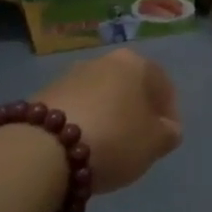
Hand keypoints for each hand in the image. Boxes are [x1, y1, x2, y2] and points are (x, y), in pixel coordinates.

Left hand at [37, 50, 181, 193]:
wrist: (42, 150)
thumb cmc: (113, 139)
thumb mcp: (155, 143)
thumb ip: (168, 134)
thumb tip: (167, 129)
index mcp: (135, 63)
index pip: (163, 84)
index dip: (169, 113)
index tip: (166, 138)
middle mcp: (103, 61)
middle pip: (129, 87)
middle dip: (136, 112)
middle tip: (138, 142)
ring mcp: (70, 75)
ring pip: (100, 97)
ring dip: (108, 117)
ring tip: (107, 149)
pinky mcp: (43, 95)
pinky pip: (75, 110)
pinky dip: (83, 125)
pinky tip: (81, 149)